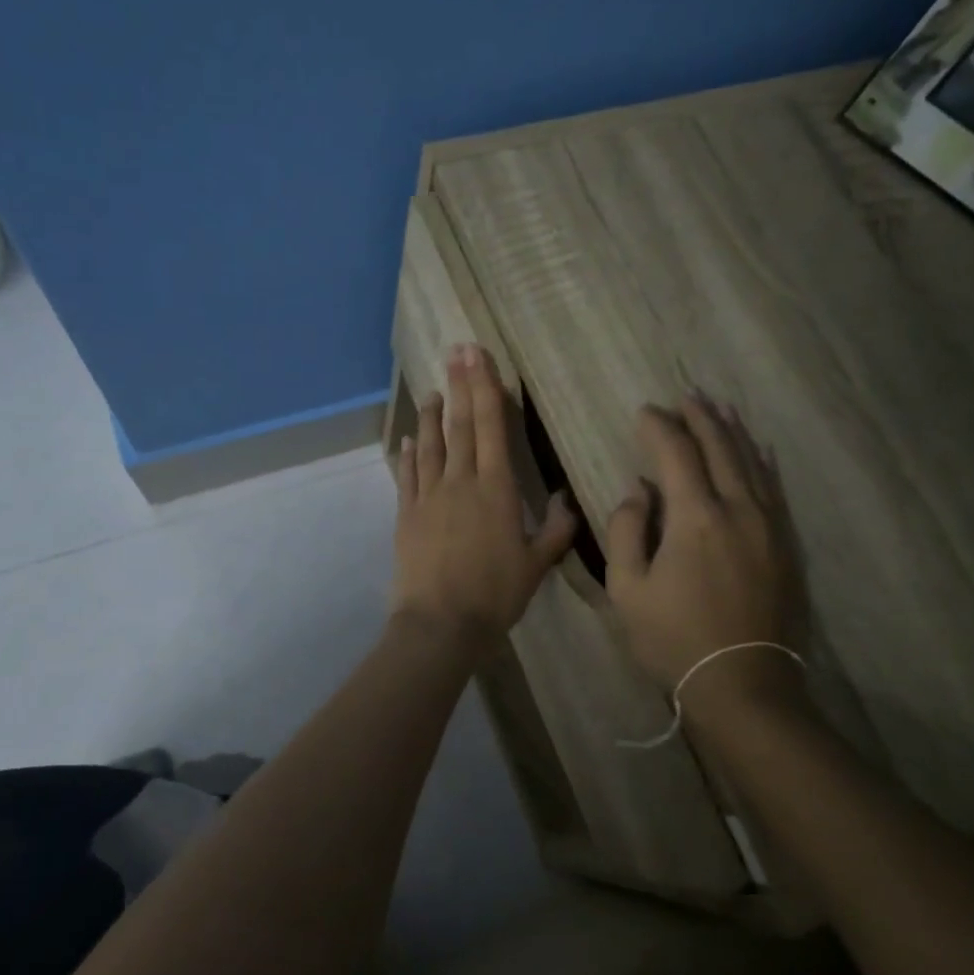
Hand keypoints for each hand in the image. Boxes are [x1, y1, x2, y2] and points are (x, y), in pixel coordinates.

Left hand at [391, 345, 576, 649]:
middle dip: (460, 384)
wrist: (441, 623)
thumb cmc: (496, 595)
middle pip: (461, 424)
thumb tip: (566, 500)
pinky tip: (408, 439)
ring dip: (431, 414)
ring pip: (431, 444)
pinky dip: (409, 454)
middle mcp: (460, 482)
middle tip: (456, 350)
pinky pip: (408, 475)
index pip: (492, 426)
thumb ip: (555, 530)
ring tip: (432, 389)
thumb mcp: (537, 564)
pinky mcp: (407, 514)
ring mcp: (429, 496)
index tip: (479, 356)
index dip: (486, 387)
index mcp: (496, 488)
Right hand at [605, 395, 809, 708]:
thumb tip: (639, 491)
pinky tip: (758, 451)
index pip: (676, 454)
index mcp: (695, 517)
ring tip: (719, 409)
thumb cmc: (673, 639)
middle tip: (685, 396)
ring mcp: (769, 526)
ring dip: (732, 433)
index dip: (658, 428)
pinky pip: (774, 489)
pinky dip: (762, 463)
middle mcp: (738, 509)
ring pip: (752, 463)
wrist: (743, 685)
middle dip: (700, 418)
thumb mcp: (627, 588)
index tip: (644, 412)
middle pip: (720, 448)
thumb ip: (627, 529)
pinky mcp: (786, 546)